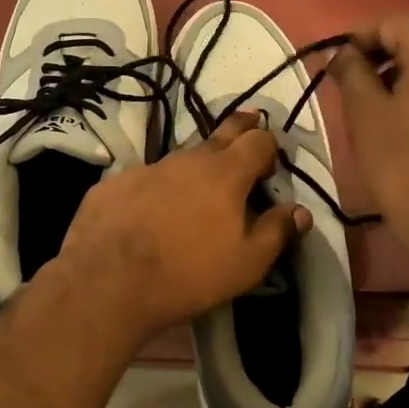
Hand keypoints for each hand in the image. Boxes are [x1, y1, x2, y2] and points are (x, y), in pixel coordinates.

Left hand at [51, 112, 310, 342]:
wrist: (108, 282)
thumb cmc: (188, 274)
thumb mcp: (247, 264)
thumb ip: (277, 232)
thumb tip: (300, 211)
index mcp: (225, 173)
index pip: (257, 141)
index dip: (268, 146)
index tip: (270, 163)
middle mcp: (187, 159)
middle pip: (220, 133)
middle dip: (239, 129)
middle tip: (249, 124)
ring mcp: (146, 168)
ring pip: (180, 159)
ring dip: (194, 169)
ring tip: (195, 191)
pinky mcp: (113, 184)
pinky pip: (143, 180)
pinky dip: (154, 191)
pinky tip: (148, 214)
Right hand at [329, 11, 408, 270]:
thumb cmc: (402, 164)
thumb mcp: (365, 114)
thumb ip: (351, 72)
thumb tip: (339, 53)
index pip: (396, 22)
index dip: (361, 35)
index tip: (336, 61)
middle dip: (386, 42)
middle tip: (356, 70)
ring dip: (405, 59)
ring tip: (374, 89)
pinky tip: (402, 105)